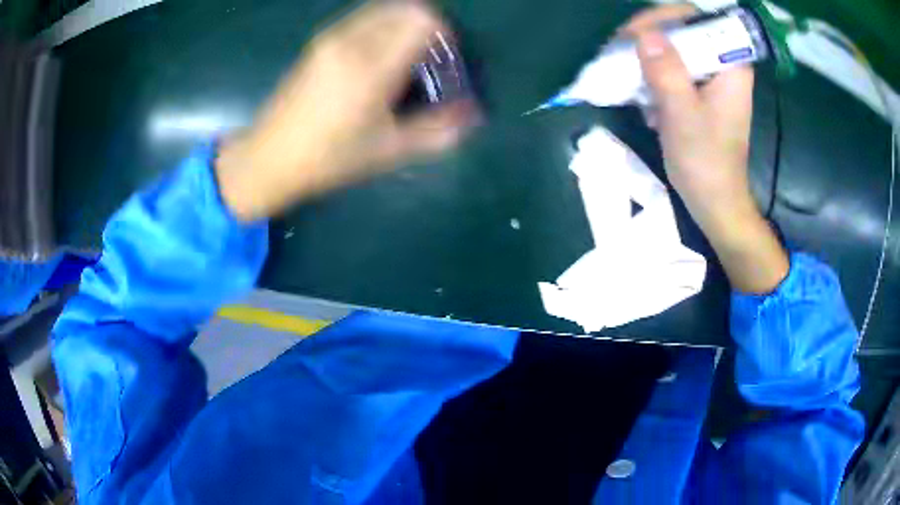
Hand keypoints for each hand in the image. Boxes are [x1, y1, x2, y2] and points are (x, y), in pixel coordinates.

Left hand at [216, 1, 477, 221]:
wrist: (268, 158)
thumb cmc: (328, 159)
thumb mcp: (387, 151)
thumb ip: (436, 131)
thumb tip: (472, 115)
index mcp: (371, 67)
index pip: (422, 20)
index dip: (443, 34)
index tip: (444, 59)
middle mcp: (351, 41)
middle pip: (404, 7)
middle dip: (425, 25)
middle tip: (427, 57)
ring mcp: (330, 38)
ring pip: (381, 9)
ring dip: (402, 23)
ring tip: (403, 57)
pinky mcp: (318, 43)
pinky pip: (361, 19)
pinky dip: (380, 26)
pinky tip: (376, 59)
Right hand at [622, 5, 787, 292]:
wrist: (715, 202)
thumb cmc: (706, 163)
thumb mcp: (684, 116)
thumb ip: (667, 73)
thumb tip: (643, 34)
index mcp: (731, 65)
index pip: (697, 19)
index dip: (663, 19)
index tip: (634, 34)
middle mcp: (723, 65)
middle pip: (683, 31)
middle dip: (649, 37)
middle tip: (620, 49)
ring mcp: (710, 78)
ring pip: (674, 49)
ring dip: (646, 57)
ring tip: (623, 69)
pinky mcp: (699, 92)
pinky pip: (672, 68)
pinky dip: (652, 75)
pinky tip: (640, 93)